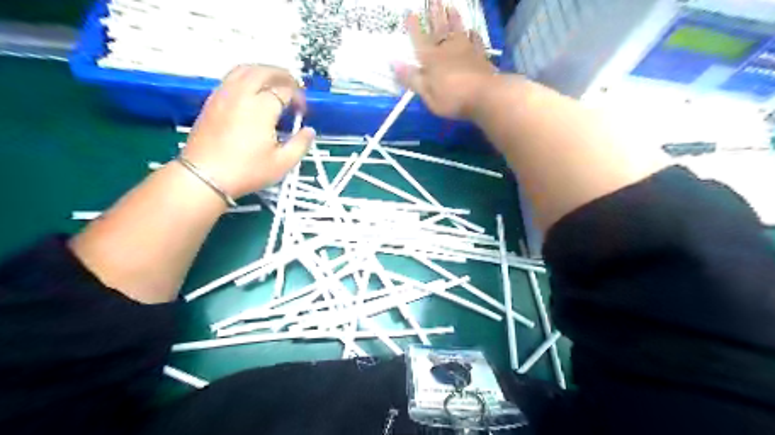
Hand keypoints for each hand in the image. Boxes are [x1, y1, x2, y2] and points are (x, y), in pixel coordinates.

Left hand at [182, 63, 314, 197]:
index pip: (285, 90)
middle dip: (282, 75)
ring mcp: (224, 95)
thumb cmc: (246, 171)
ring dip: (263, 71)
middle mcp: (242, 94)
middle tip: (294, 86)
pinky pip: (231, 78)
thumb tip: (309, 131)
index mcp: (262, 108)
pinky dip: (246, 77)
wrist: (205, 177)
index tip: (303, 111)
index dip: (298, 97)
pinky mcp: (212, 101)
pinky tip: (252, 91)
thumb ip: (300, 144)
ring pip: (244, 69)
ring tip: (274, 82)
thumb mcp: (282, 163)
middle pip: (264, 71)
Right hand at [393, 0, 495, 118]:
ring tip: (451, 7)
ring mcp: (466, 51)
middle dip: (435, 14)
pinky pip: (476, 42)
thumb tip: (393, 62)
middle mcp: (448, 50)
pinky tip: (473, 31)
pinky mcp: (480, 57)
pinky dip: (473, 35)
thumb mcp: (427, 93)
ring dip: (454, 19)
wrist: (485, 96)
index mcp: (431, 59)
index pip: (419, 40)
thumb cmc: (452, 99)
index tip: (410, 13)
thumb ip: (411, 78)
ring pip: (458, 31)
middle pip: (439, 29)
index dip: (414, 27)